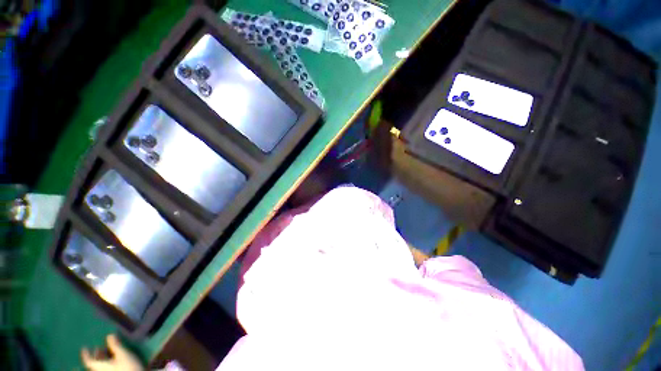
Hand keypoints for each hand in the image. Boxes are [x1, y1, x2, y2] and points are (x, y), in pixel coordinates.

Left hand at [81, 334, 143, 370]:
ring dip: (101, 358)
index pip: (88, 361)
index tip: (84, 347)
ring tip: (106, 352)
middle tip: (98, 347)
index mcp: (99, 367)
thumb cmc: (127, 366)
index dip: (86, 354)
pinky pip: (105, 368)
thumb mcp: (123, 354)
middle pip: (94, 364)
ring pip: (100, 366)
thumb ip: (115, 345)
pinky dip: (106, 362)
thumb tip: (109, 335)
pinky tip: (111, 359)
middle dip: (96, 355)